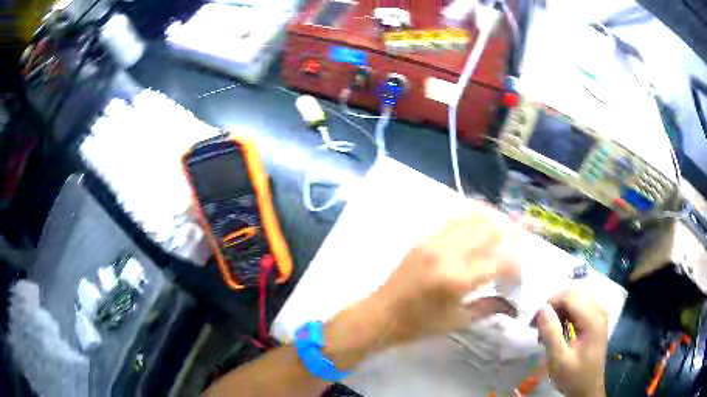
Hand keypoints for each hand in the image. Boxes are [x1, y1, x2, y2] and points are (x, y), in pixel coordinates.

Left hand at [371, 201, 520, 344]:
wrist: (382, 313)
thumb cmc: (419, 324)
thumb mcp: (457, 321)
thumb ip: (489, 308)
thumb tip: (514, 305)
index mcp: (458, 279)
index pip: (501, 261)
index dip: (517, 265)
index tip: (520, 273)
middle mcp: (448, 253)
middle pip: (491, 228)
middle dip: (513, 229)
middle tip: (526, 232)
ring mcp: (434, 240)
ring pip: (474, 215)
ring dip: (495, 217)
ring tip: (508, 223)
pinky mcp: (424, 236)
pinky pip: (454, 217)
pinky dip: (473, 214)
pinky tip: (483, 219)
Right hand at [536, 291, 608, 396]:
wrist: (588, 388)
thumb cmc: (573, 376)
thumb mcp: (558, 360)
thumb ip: (551, 333)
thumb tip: (541, 309)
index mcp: (593, 318)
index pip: (570, 296)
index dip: (550, 303)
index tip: (534, 322)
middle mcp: (599, 309)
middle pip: (574, 293)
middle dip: (554, 305)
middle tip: (539, 325)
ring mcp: (599, 313)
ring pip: (576, 297)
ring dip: (560, 308)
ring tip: (548, 328)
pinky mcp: (597, 318)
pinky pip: (580, 305)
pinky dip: (567, 312)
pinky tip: (559, 327)